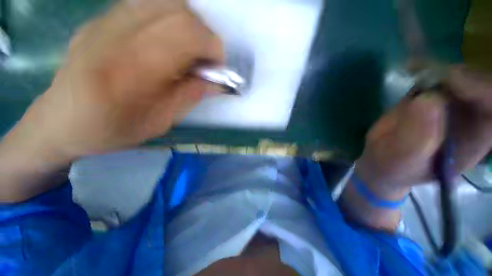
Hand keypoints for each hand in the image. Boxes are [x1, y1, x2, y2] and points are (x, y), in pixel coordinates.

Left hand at [6, 0, 222, 164]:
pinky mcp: (101, 17)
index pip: (186, 34)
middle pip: (179, 10)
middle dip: (204, 34)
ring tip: (189, 51)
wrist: (61, 121)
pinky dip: (170, 20)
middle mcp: (115, 33)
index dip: (212, 47)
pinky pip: (148, 4)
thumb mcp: (160, 122)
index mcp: (130, 69)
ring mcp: (105, 19)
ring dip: (189, 25)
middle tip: (206, 60)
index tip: (218, 67)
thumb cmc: (111, 130)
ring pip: (165, 2)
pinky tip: (168, 42)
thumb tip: (216, 81)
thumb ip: (190, 96)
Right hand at [356, 65, 491, 200]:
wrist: (381, 160)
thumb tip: (427, 100)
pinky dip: (427, 67)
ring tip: (416, 67)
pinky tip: (412, 67)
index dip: (482, 90)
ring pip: (461, 76)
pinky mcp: (430, 97)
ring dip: (441, 68)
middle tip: (430, 72)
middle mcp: (469, 119)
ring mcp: (450, 106)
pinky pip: (437, 76)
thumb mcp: (403, 159)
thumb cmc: (394, 167)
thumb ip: (416, 138)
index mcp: (474, 140)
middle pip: (481, 86)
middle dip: (460, 74)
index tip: (451, 81)